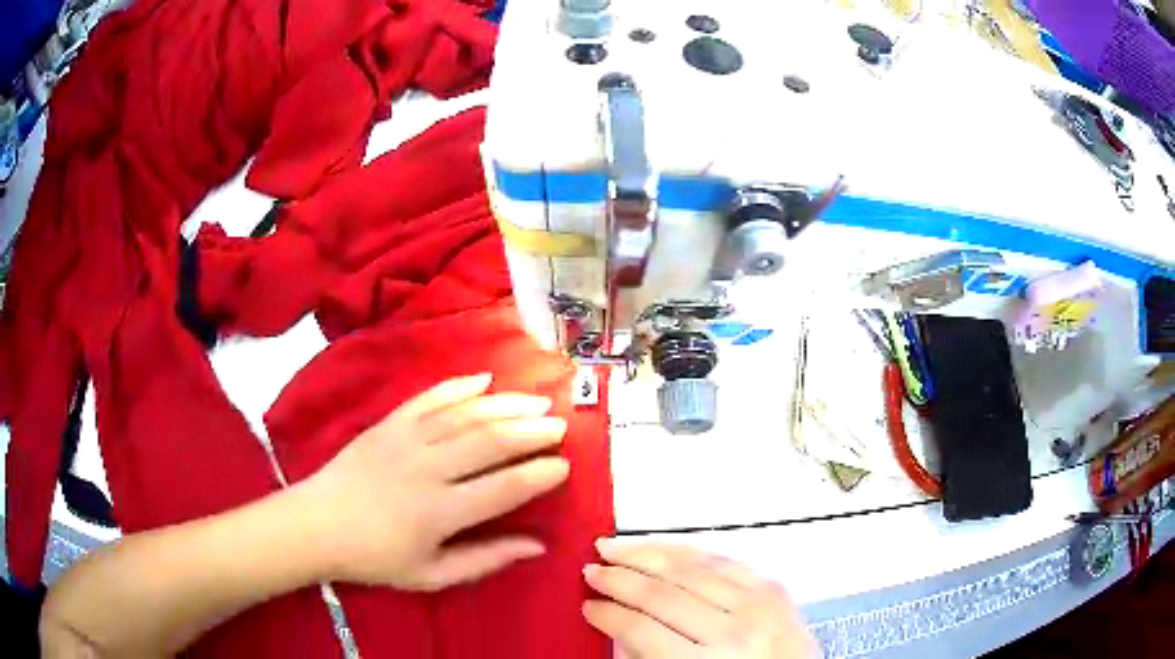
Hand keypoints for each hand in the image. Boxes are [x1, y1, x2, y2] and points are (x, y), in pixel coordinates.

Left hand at [301, 373, 568, 590]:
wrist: (317, 524)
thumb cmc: (375, 558)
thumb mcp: (431, 575)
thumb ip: (485, 559)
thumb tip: (536, 546)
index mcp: (440, 512)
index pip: (504, 487)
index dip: (540, 475)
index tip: (564, 466)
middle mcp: (428, 468)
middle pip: (491, 441)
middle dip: (532, 432)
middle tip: (561, 427)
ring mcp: (406, 439)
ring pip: (466, 414)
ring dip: (506, 405)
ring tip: (537, 402)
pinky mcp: (389, 423)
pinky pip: (430, 397)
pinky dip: (459, 386)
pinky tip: (485, 379)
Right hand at [583, 542, 818, 658]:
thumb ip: (652, 657)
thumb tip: (620, 627)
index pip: (642, 631)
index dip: (609, 616)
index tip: (588, 606)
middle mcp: (735, 631)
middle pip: (663, 594)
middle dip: (620, 579)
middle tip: (591, 569)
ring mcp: (759, 605)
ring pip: (692, 569)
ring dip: (647, 554)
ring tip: (616, 548)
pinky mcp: (774, 590)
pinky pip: (726, 562)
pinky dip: (691, 553)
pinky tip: (667, 549)